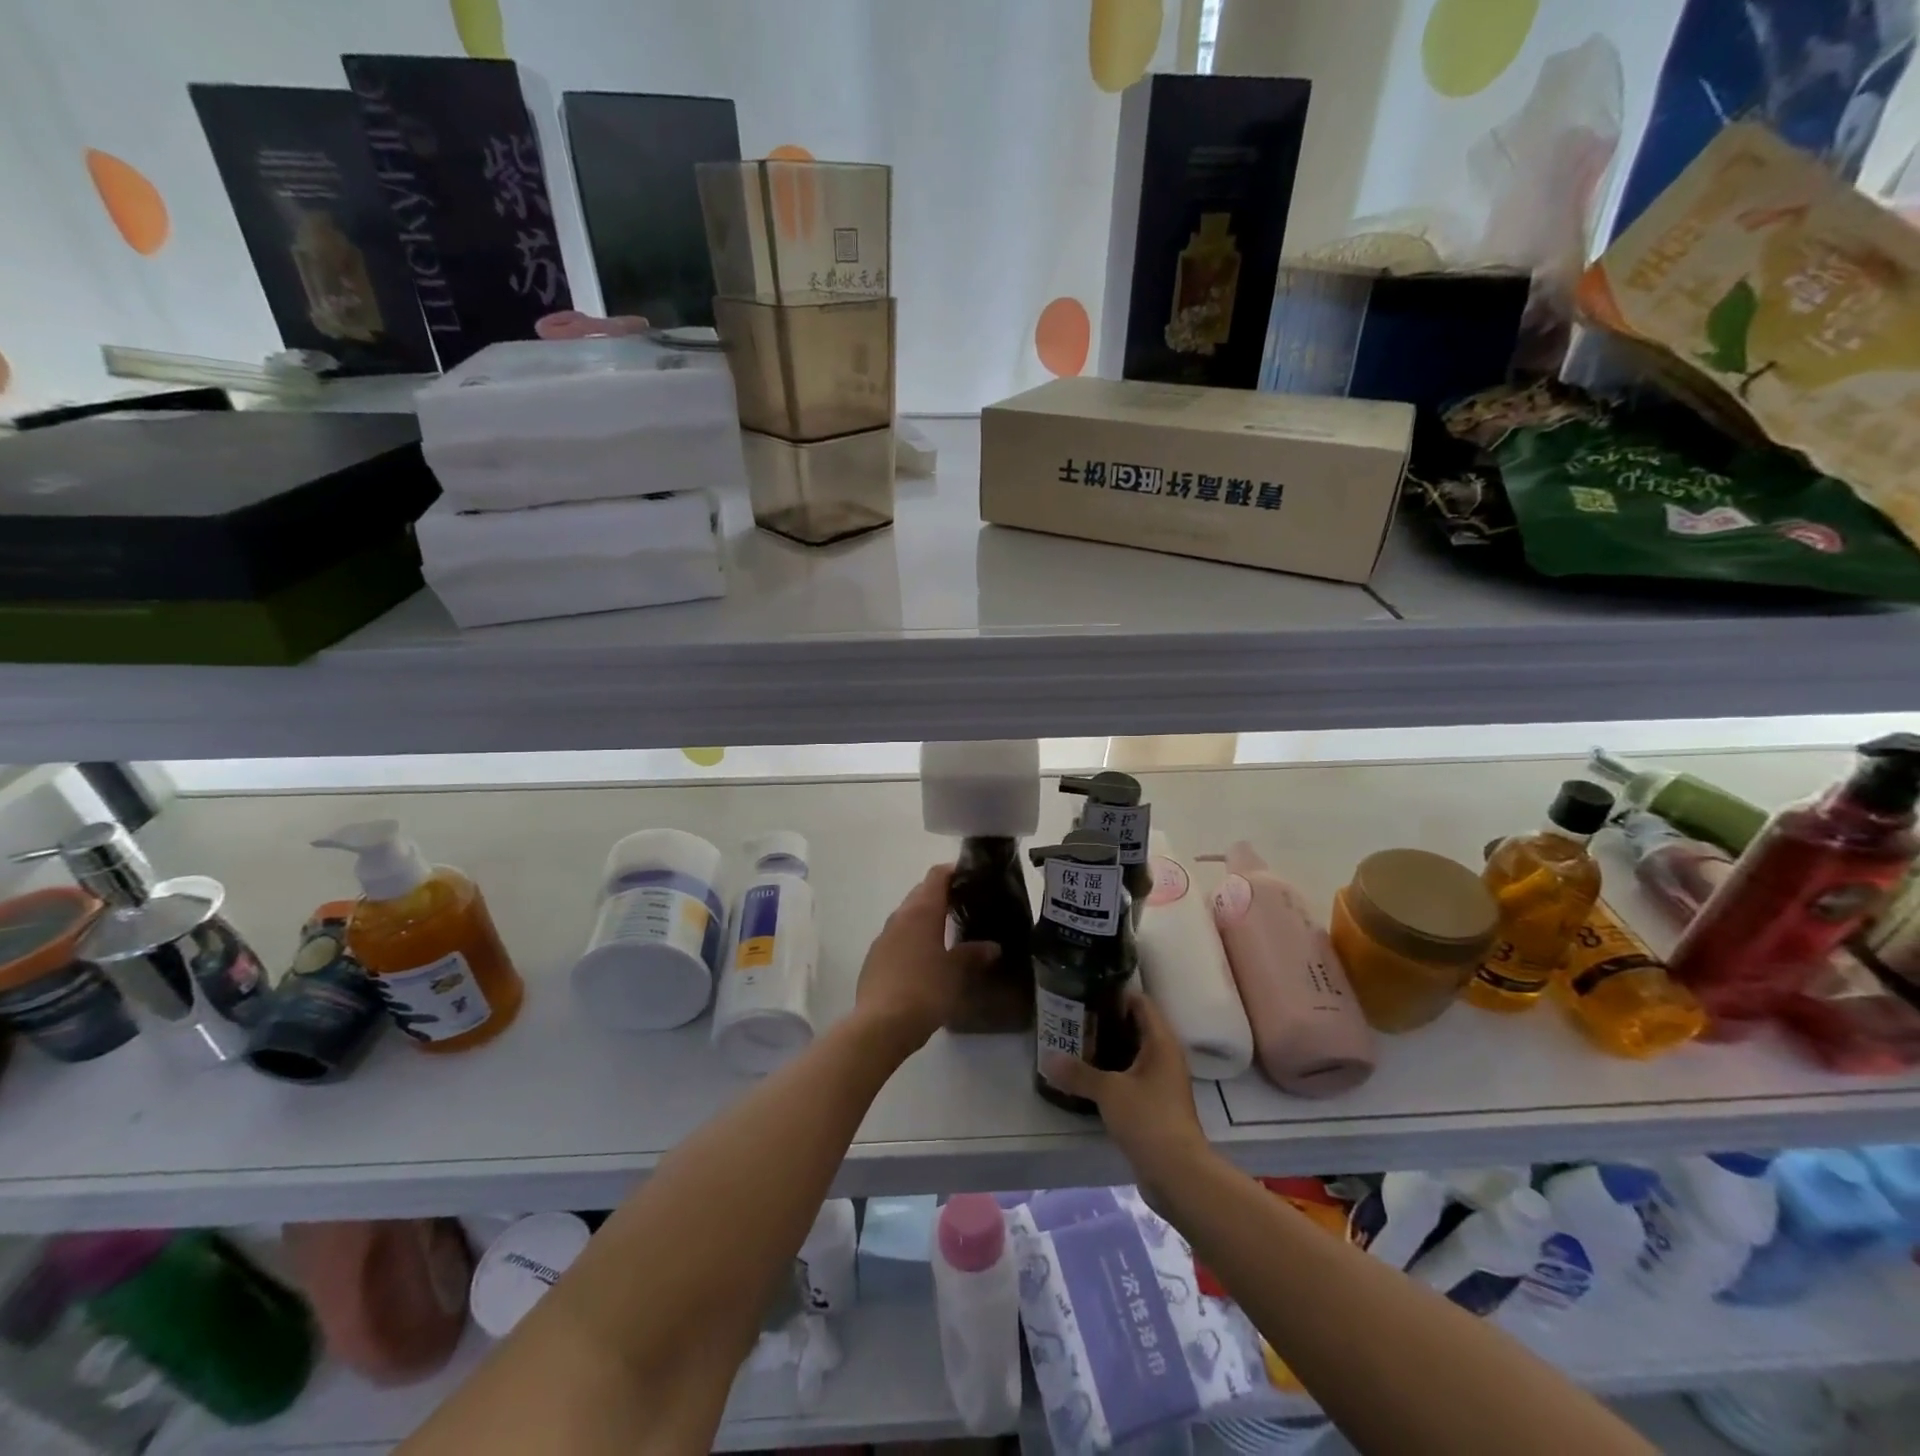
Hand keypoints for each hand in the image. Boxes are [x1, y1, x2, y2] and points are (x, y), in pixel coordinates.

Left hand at [854, 865, 997, 1054]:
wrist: (880, 1025)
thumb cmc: (925, 990)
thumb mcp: (956, 973)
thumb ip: (973, 955)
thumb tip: (992, 946)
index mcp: (922, 912)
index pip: (936, 876)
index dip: (953, 871)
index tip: (971, 876)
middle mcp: (900, 917)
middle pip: (921, 893)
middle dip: (941, 895)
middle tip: (966, 904)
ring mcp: (884, 937)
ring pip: (908, 916)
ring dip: (926, 918)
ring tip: (948, 932)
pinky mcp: (875, 958)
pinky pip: (898, 937)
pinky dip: (913, 938)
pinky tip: (925, 958)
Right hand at [1044, 991, 1210, 1189]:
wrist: (1178, 1173)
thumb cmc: (1148, 1119)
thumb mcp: (1108, 1092)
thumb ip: (1078, 1073)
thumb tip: (1047, 1058)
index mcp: (1161, 1042)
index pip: (1141, 1003)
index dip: (1116, 994)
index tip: (1087, 991)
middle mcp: (1166, 1056)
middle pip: (1136, 1027)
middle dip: (1107, 1022)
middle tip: (1074, 1017)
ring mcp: (1163, 1082)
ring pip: (1134, 1054)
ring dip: (1109, 1049)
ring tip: (1076, 1043)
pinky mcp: (1157, 1105)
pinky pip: (1133, 1077)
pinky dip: (1114, 1073)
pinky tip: (1090, 1077)